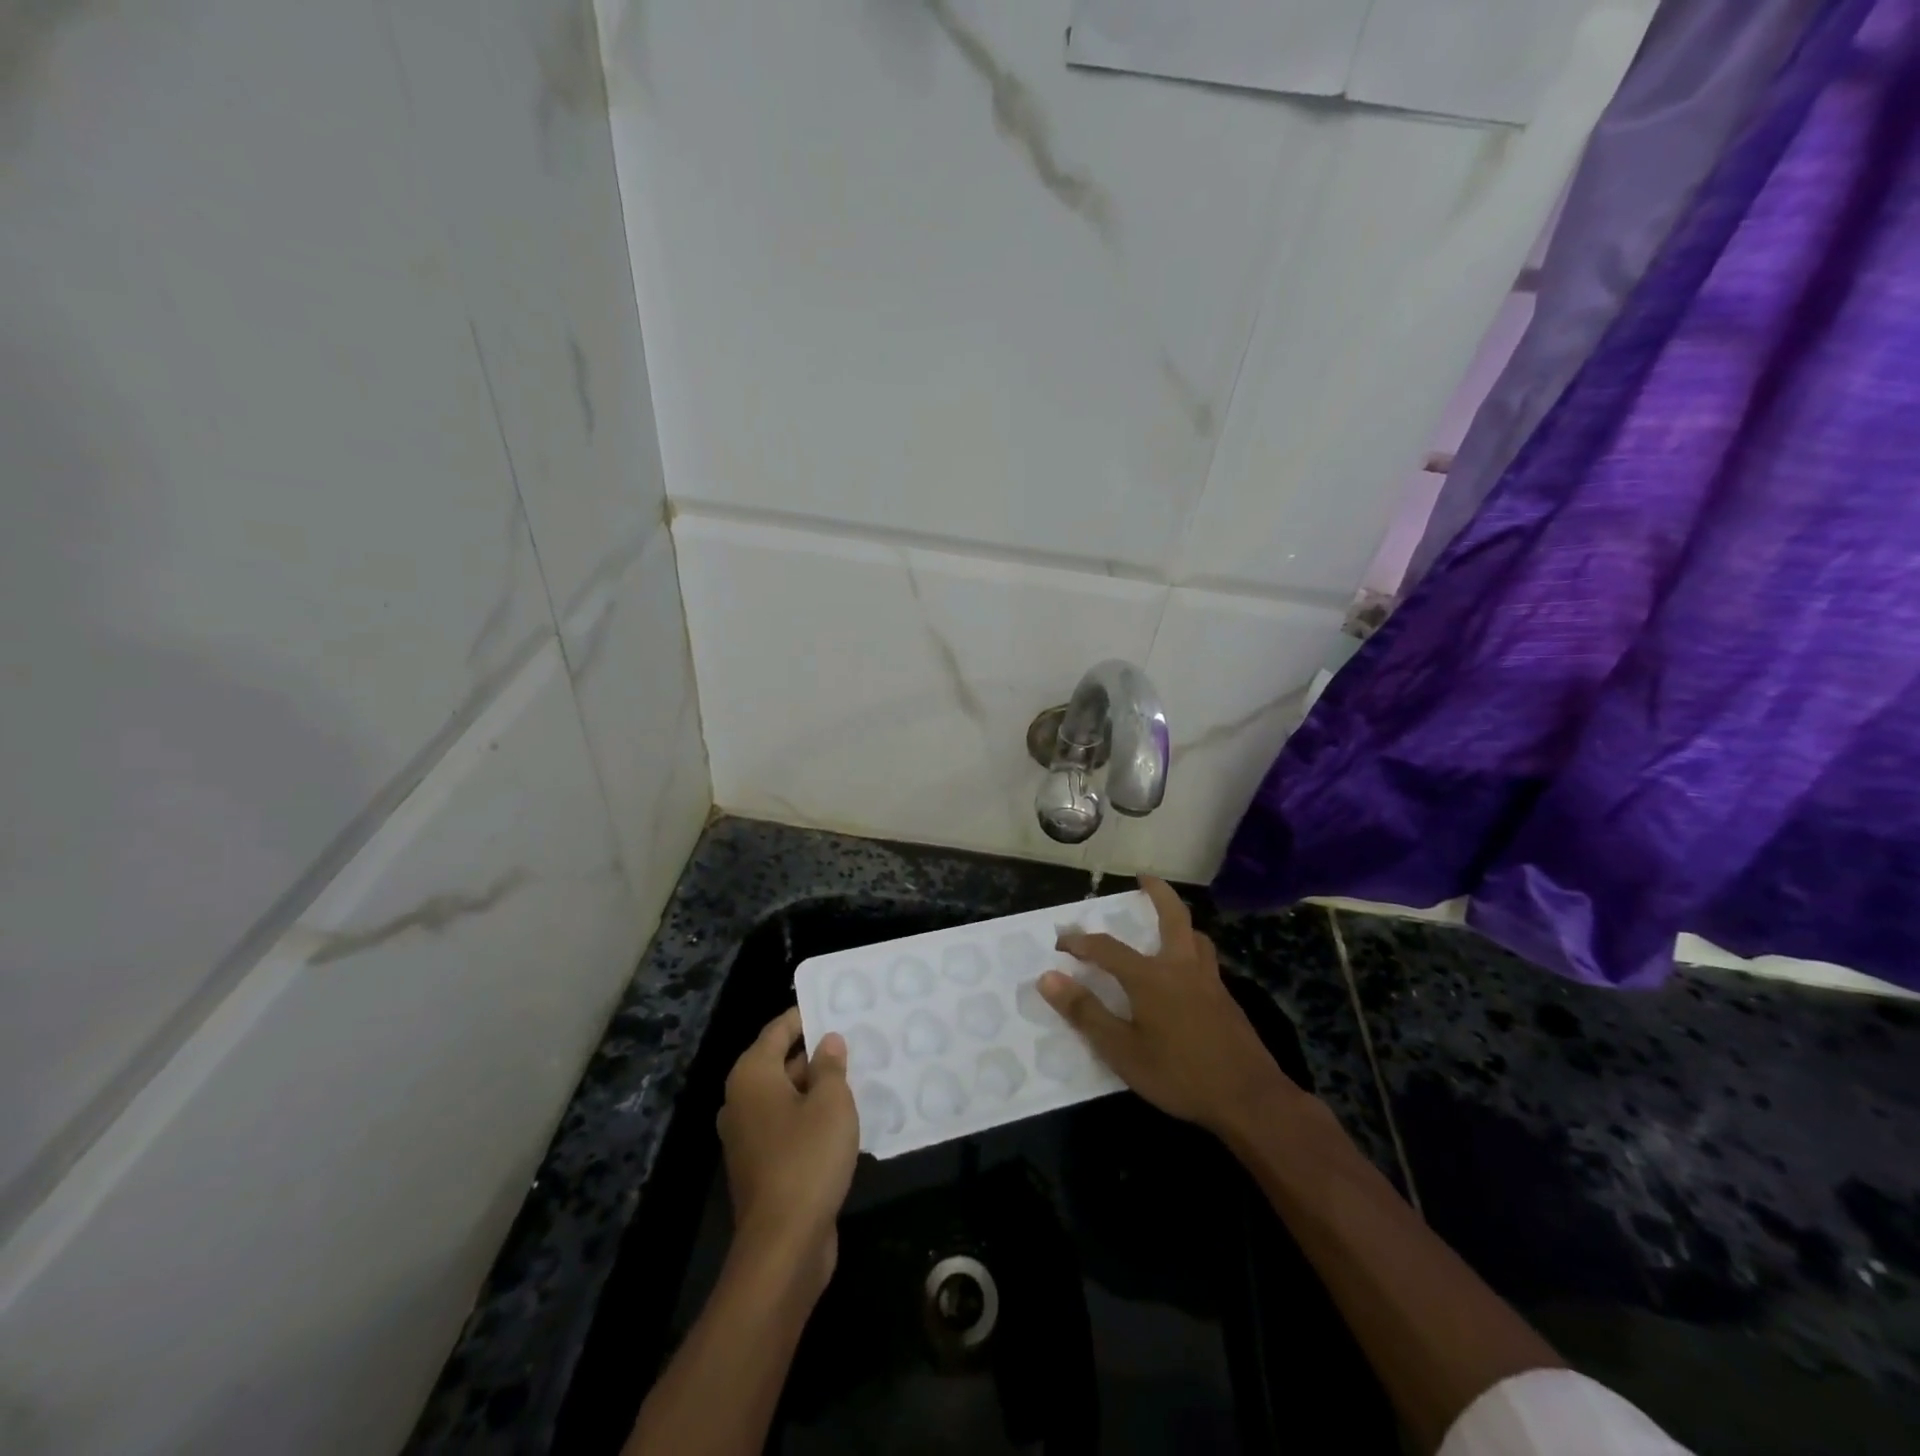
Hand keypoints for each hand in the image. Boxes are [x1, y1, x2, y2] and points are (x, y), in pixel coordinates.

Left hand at [717, 1008, 859, 1292]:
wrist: (783, 1246)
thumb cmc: (807, 1159)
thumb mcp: (832, 1103)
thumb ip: (831, 1066)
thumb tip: (827, 1042)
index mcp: (752, 1076)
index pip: (778, 1030)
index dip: (805, 1016)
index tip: (835, 1005)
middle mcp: (741, 1101)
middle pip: (780, 1062)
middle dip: (815, 1052)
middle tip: (854, 1040)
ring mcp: (748, 1137)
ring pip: (786, 1096)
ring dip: (817, 1087)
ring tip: (856, 1075)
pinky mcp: (761, 1166)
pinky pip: (787, 1126)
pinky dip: (810, 1117)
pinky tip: (844, 1119)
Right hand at [1040, 878, 1307, 1140]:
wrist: (1249, 1099)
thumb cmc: (1179, 1074)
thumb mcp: (1122, 1050)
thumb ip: (1085, 1012)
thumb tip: (1048, 978)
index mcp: (1151, 977)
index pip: (1106, 948)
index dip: (1080, 942)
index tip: (1060, 943)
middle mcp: (1181, 967)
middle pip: (1173, 917)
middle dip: (1158, 893)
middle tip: (1144, 877)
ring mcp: (1209, 982)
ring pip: (1196, 937)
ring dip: (1179, 922)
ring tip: (1167, 923)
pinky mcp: (1226, 1000)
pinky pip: (1206, 960)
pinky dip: (1191, 950)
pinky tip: (1185, 975)